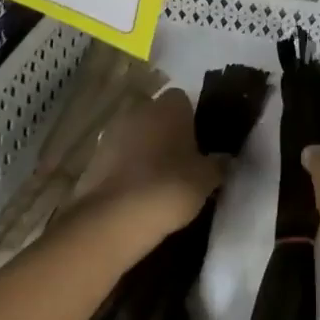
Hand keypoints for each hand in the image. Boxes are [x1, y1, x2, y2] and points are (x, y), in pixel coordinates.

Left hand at [70, 88, 223, 240]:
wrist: (113, 219)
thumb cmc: (169, 187)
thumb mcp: (207, 179)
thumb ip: (218, 164)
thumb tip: (226, 159)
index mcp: (170, 106)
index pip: (184, 100)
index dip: (191, 120)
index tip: (198, 145)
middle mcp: (140, 110)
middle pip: (157, 116)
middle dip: (166, 134)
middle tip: (180, 163)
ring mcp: (112, 132)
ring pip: (135, 136)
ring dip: (144, 151)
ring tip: (157, 182)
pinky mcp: (92, 159)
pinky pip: (117, 158)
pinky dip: (125, 170)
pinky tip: (135, 195)